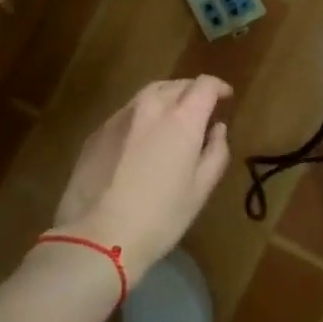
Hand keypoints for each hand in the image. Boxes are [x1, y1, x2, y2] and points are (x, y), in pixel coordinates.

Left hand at [51, 77, 233, 273]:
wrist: (96, 237)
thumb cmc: (160, 217)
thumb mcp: (200, 189)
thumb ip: (215, 152)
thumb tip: (217, 128)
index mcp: (182, 118)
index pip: (205, 85)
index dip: (218, 87)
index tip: (225, 97)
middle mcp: (150, 106)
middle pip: (176, 85)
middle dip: (192, 92)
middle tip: (200, 110)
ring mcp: (120, 117)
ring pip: (149, 94)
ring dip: (166, 99)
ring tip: (171, 118)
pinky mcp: (97, 132)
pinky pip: (127, 113)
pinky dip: (142, 116)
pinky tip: (141, 139)